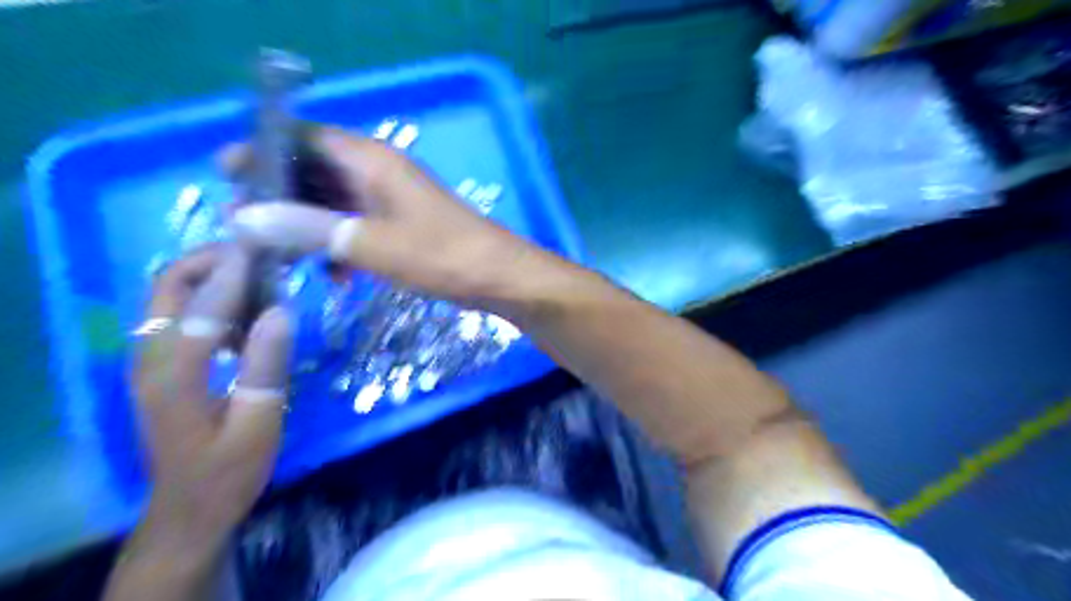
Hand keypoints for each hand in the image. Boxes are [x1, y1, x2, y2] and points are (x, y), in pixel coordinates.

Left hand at [133, 244, 290, 544]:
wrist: (189, 508)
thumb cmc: (229, 471)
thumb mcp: (257, 424)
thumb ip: (265, 367)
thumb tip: (280, 311)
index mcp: (174, 375)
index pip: (202, 306)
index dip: (235, 272)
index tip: (265, 243)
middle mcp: (151, 359)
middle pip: (168, 287)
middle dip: (211, 260)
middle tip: (262, 253)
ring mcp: (151, 362)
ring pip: (171, 297)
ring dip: (213, 276)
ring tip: (264, 277)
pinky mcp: (161, 367)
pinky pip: (182, 316)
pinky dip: (213, 300)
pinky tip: (249, 316)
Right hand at [225, 126, 561, 307]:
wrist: (500, 278)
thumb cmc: (442, 256)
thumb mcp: (372, 243)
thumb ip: (309, 228)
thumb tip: (244, 216)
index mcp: (373, 160)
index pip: (305, 137)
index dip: (263, 150)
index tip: (225, 175)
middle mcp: (381, 172)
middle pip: (316, 170)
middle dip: (280, 195)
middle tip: (242, 225)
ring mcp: (394, 200)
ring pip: (336, 203)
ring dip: (308, 225)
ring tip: (277, 255)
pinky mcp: (404, 227)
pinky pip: (359, 227)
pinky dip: (340, 246)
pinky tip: (335, 276)